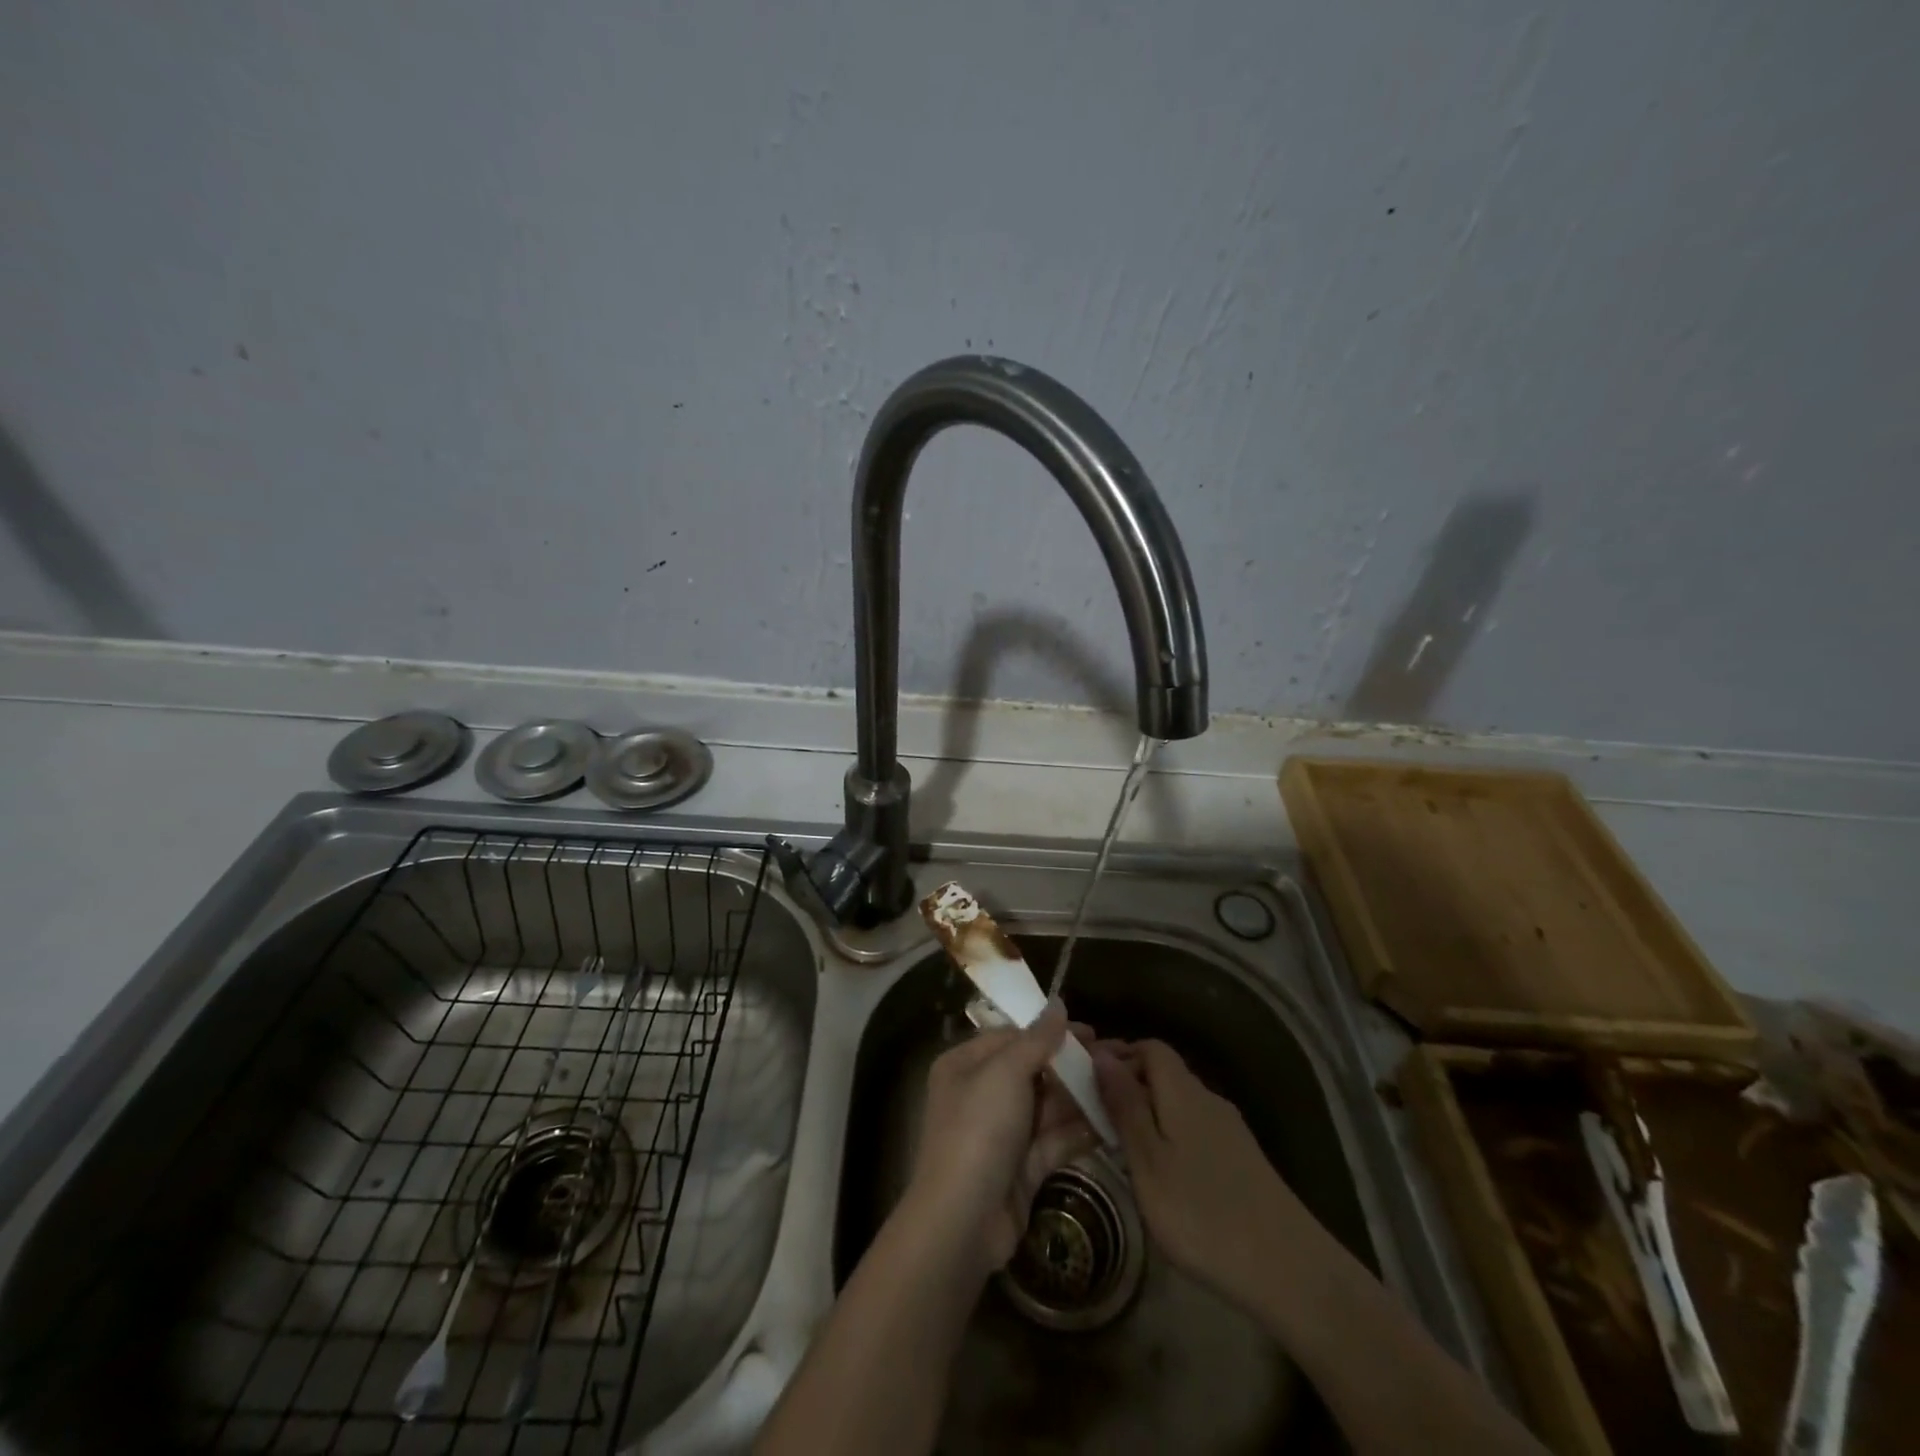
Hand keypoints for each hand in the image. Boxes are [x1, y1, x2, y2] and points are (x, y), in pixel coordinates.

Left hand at [903, 1001, 1099, 1278]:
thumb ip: (1036, 1039)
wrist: (963, 1221)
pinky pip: (1055, 1139)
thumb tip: (1058, 1004)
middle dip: (1072, 1066)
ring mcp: (1003, 1133)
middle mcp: (981, 1094)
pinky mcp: (1022, 1167)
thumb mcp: (1005, 1073)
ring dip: (1082, 1097)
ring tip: (1123, 1086)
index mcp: (965, 1065)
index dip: (1050, 1032)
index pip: (1011, 1037)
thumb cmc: (979, 1130)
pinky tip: (1114, 1121)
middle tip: (1115, 1059)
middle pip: (1033, 1071)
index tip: (1090, 1032)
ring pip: (1048, 1106)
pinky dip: (1081, 1130)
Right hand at [1092, 1037, 1319, 1304]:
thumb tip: (1102, 1055)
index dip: (1118, 1054)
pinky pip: (1195, 1129)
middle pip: (1165, 1073)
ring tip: (1122, 1147)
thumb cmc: (1202, 1214)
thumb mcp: (1148, 1161)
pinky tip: (1163, 1175)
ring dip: (1149, 1113)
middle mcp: (1208, 1099)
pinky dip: (1170, 1136)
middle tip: (1096, 1115)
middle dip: (1129, 1085)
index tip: (1087, 1078)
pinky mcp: (1243, 1161)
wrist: (1290, 1272)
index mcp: (1183, 1091)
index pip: (1150, 1048)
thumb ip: (1124, 1106)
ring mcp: (1230, 1131)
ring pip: (1179, 1103)